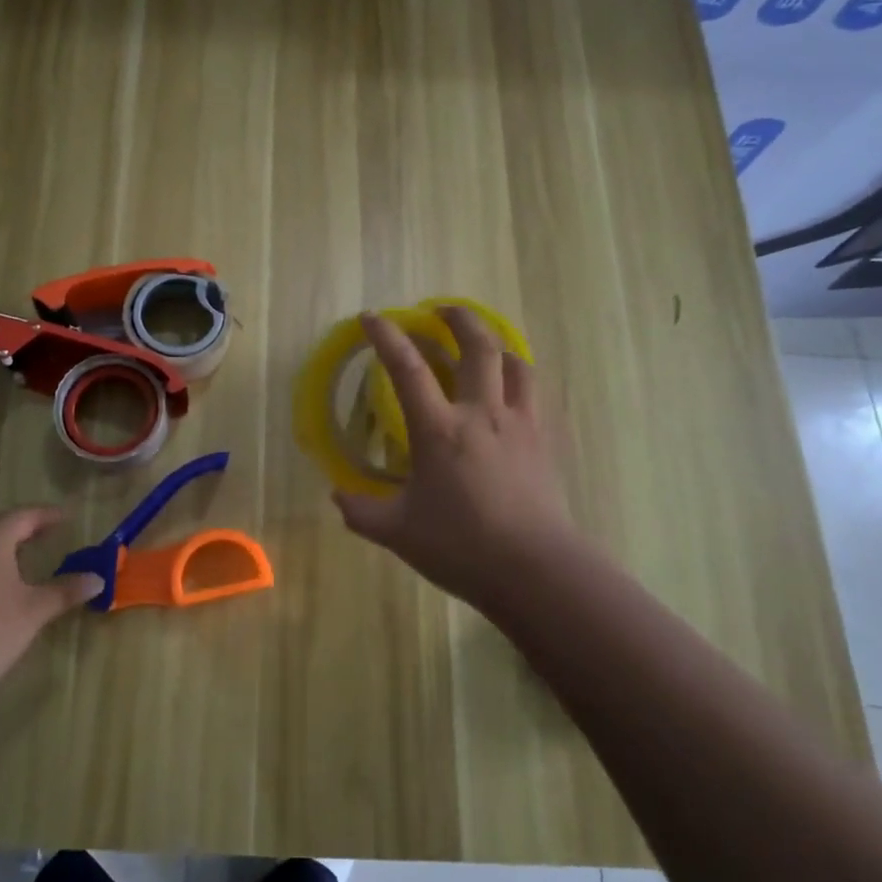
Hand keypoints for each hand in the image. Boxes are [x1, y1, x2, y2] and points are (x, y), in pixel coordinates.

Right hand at [333, 307, 577, 617]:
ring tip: (482, 346)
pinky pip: (535, 393)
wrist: (536, 570)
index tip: (371, 317)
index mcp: (440, 430)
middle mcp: (482, 414)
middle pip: (477, 346)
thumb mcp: (399, 533)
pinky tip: (512, 390)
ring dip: (495, 345)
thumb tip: (337, 495)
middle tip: (441, 311)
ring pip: (515, 363)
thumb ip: (361, 512)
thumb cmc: (462, 547)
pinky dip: (520, 378)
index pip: (407, 368)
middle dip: (458, 318)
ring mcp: (520, 424)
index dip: (386, 336)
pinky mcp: (545, 441)